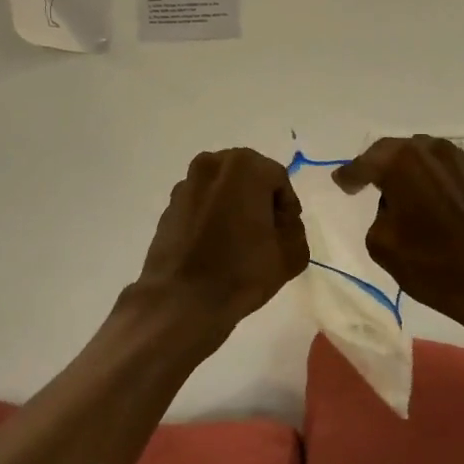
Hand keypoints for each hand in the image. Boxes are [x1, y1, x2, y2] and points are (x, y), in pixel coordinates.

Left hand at [132, 149, 310, 331]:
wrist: (181, 299)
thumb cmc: (241, 272)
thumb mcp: (291, 254)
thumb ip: (295, 228)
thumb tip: (280, 222)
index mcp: (245, 167)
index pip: (278, 179)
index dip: (287, 207)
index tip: (285, 233)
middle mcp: (212, 164)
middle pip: (248, 177)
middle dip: (259, 201)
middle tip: (266, 234)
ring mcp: (186, 184)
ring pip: (222, 189)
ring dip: (234, 206)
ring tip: (239, 241)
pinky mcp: (169, 206)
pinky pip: (201, 204)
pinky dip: (211, 216)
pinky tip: (215, 246)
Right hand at [334, 136, 463, 331]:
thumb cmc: (435, 266)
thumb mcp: (382, 245)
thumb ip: (379, 214)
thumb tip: (394, 206)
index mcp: (403, 163)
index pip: (366, 162)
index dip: (350, 175)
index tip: (341, 183)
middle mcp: (434, 152)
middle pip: (397, 151)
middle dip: (380, 166)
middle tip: (367, 183)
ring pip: (426, 158)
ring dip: (410, 172)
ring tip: (402, 194)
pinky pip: (448, 174)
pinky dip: (434, 183)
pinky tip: (433, 205)